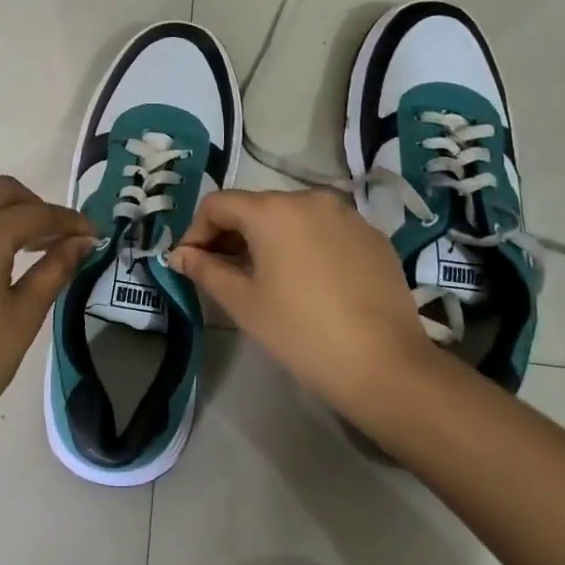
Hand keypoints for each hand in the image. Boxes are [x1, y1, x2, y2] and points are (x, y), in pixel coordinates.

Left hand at [0, 175, 93, 452]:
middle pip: (4, 194)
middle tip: (59, 238)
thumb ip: (55, 270)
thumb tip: (83, 241)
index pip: (38, 216)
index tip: (92, 234)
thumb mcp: (25, 316)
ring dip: (0, 210)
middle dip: (37, 207)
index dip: (70, 221)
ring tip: (24, 236)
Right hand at [169, 189, 439, 418]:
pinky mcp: (372, 236)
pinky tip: (307, 282)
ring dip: (268, 239)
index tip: (190, 262)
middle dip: (231, 235)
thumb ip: (206, 270)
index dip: (196, 230)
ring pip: (292, 217)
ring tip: (263, 278)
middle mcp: (310, 199)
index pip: (218, 204)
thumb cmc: (301, 332)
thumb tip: (179, 255)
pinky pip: (324, 230)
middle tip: (220, 272)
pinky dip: (304, 246)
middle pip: (256, 207)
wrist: (385, 365)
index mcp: (273, 210)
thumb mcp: (244, 302)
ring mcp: (346, 215)